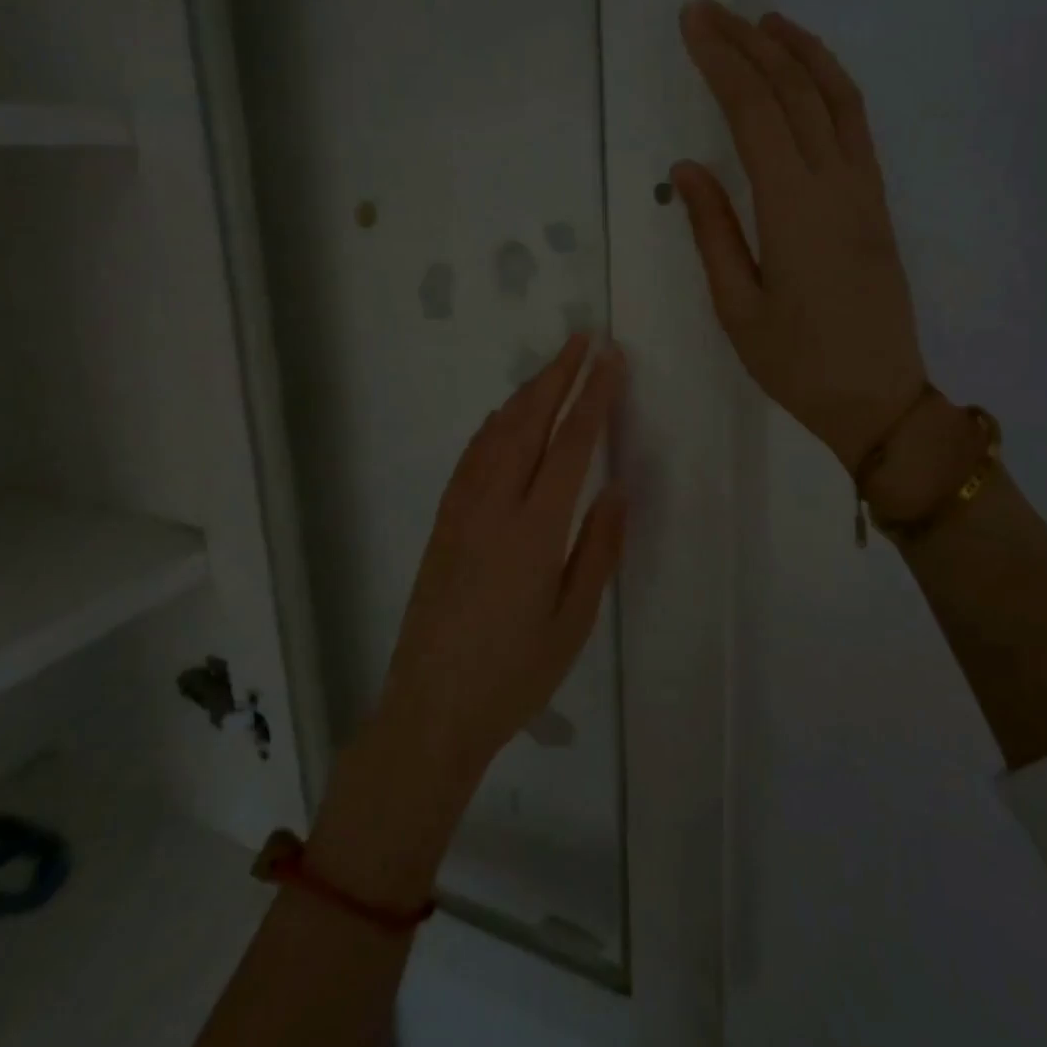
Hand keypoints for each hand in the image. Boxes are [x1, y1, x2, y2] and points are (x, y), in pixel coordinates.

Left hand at [368, 335, 626, 796]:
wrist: (431, 708)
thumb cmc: (514, 675)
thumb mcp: (573, 621)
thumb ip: (598, 549)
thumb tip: (616, 487)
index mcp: (534, 530)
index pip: (570, 444)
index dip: (594, 397)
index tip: (611, 359)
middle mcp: (493, 506)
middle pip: (529, 422)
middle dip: (558, 375)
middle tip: (583, 339)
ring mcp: (461, 510)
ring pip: (496, 432)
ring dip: (526, 392)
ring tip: (553, 366)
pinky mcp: (443, 521)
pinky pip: (472, 456)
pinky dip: (494, 424)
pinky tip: (504, 416)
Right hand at [672, 0, 926, 471]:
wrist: (879, 399)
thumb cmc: (798, 364)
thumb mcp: (738, 308)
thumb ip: (714, 231)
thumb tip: (687, 168)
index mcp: (794, 210)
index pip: (756, 114)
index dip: (723, 63)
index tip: (693, 24)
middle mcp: (836, 185)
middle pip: (795, 93)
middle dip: (751, 44)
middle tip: (712, 10)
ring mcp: (865, 191)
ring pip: (837, 100)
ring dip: (802, 53)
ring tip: (766, 22)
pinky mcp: (878, 204)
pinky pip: (857, 127)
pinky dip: (831, 87)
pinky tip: (810, 79)